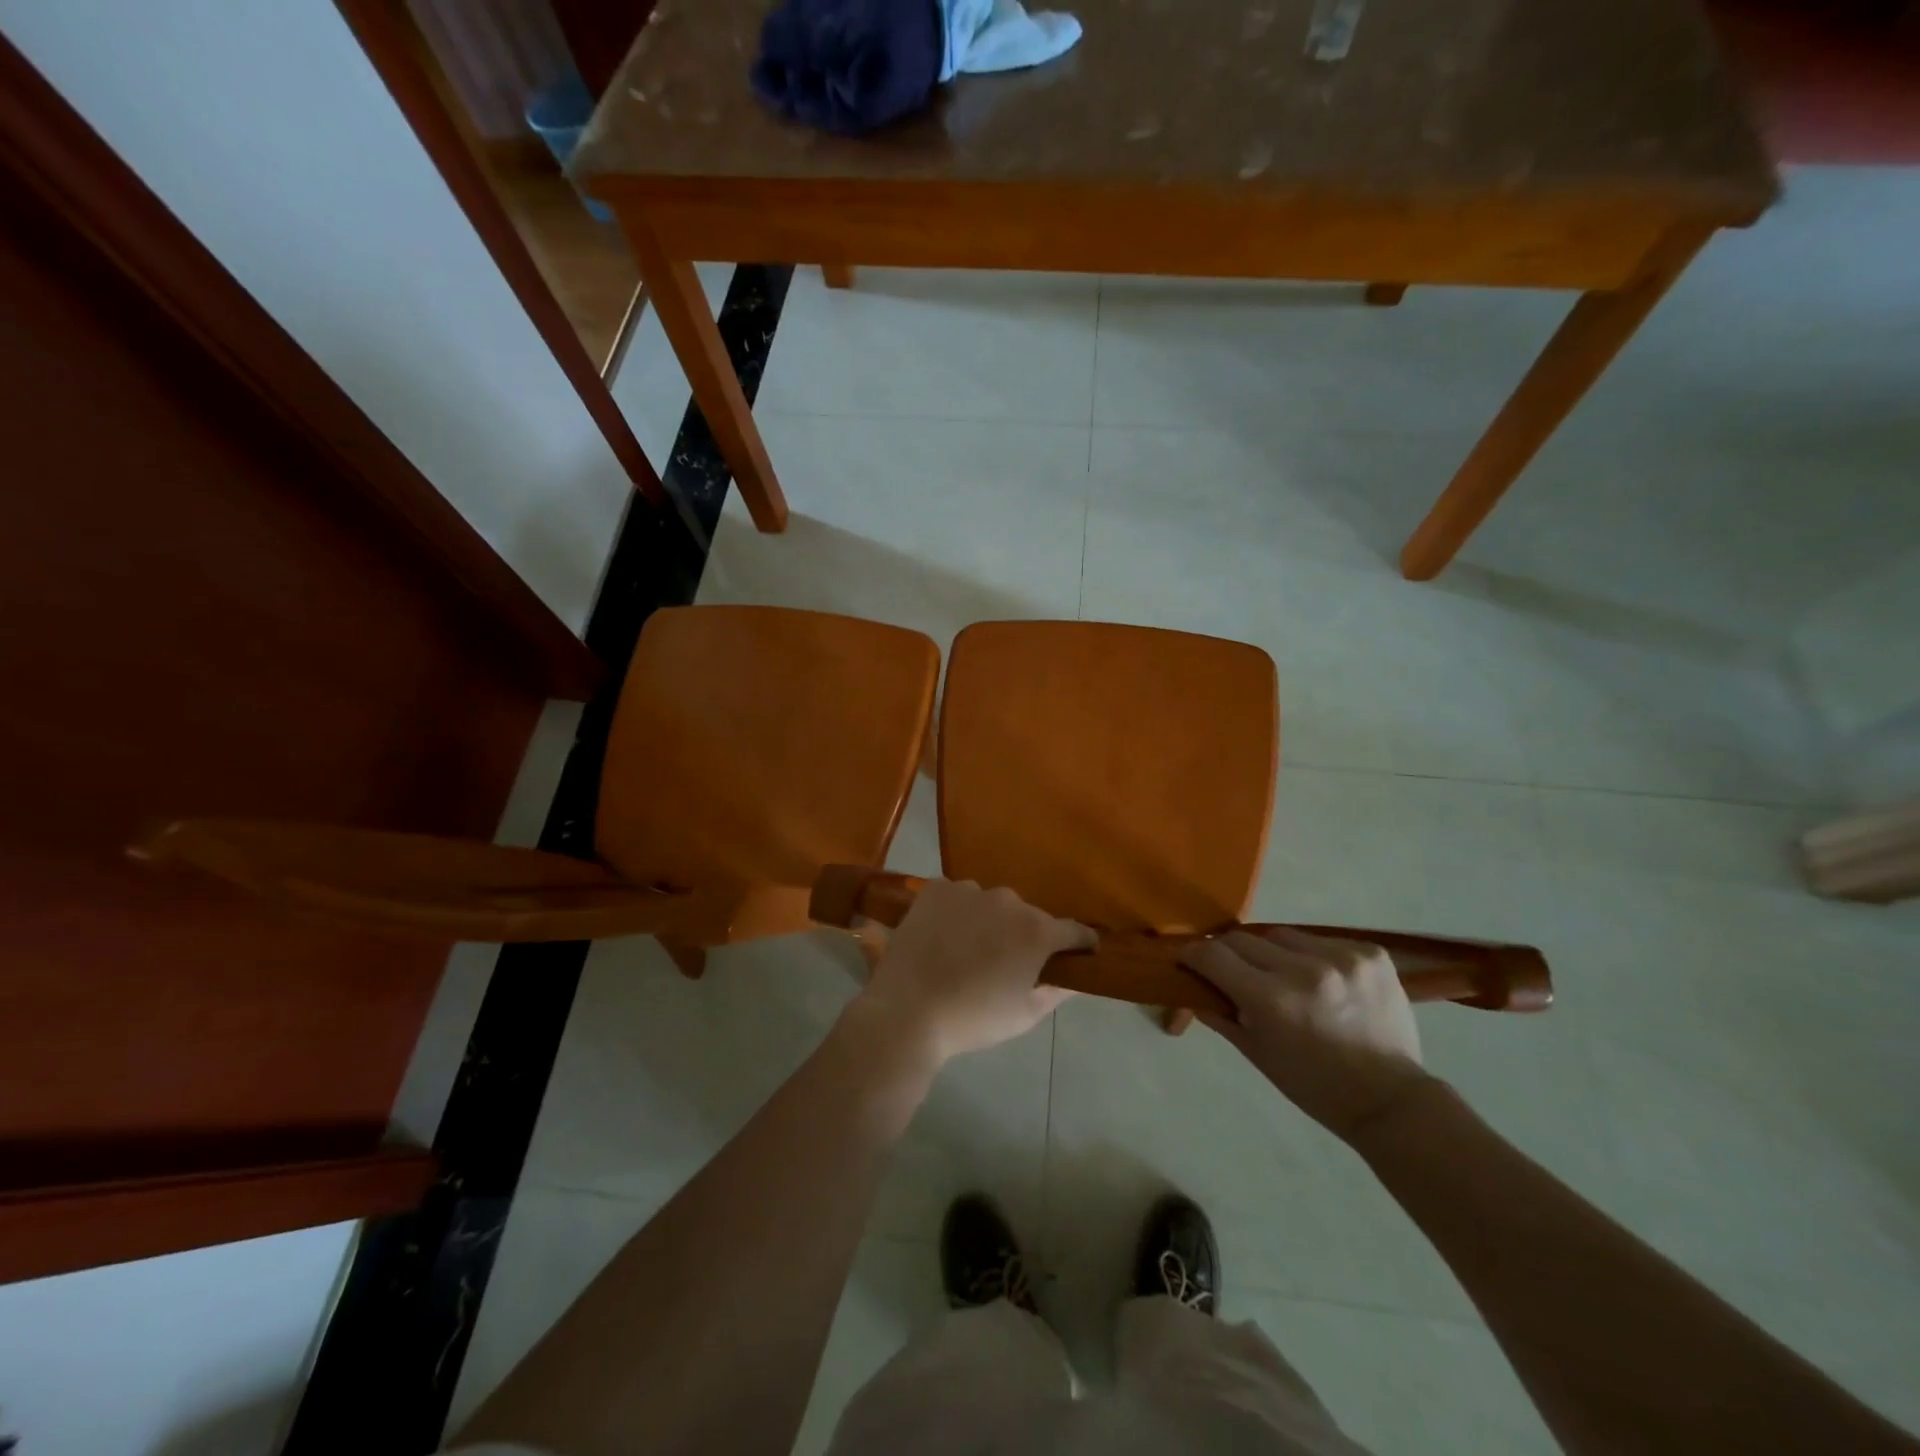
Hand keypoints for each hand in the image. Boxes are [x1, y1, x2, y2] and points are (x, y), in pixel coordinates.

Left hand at [852, 880, 1094, 1065]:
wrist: (908, 1010)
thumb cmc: (973, 1019)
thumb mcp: (1024, 1015)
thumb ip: (1055, 991)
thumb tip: (1073, 979)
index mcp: (1037, 931)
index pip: (1074, 930)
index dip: (1081, 943)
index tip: (1081, 953)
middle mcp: (1009, 901)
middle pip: (1028, 916)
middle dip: (1024, 935)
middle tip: (1007, 962)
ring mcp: (970, 890)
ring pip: (991, 904)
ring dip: (989, 921)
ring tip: (968, 950)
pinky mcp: (937, 889)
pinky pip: (957, 896)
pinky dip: (956, 911)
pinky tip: (942, 935)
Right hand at [1182, 927, 1430, 1140]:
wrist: (1391, 1100)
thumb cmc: (1314, 1086)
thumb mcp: (1257, 1054)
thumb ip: (1220, 1014)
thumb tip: (1192, 986)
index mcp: (1272, 1000)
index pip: (1213, 955)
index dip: (1193, 954)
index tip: (1188, 959)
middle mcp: (1305, 970)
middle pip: (1244, 939)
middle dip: (1231, 954)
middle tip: (1234, 972)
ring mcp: (1342, 958)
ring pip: (1282, 936)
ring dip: (1274, 953)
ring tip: (1286, 978)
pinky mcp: (1371, 954)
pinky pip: (1322, 940)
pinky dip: (1314, 956)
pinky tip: (1324, 980)